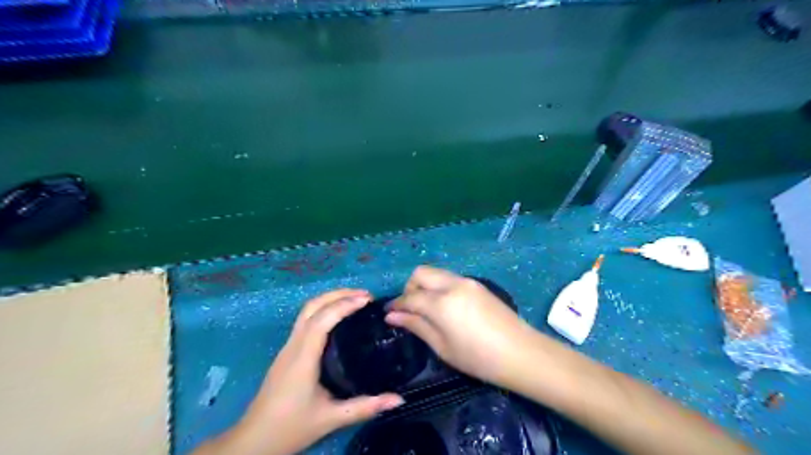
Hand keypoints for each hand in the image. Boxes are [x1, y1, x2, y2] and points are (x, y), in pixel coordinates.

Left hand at [214, 290, 404, 453]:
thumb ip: (365, 407)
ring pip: (306, 311)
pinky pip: (305, 320)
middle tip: (365, 295)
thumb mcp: (331, 419)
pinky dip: (324, 310)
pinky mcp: (287, 352)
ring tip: (355, 300)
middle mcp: (293, 346)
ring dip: (330, 299)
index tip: (367, 300)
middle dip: (338, 294)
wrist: (253, 441)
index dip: (345, 304)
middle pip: (312, 306)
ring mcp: (287, 347)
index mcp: (303, 358)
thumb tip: (398, 399)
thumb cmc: (290, 428)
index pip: (322, 320)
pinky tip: (338, 318)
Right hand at [385, 267, 537, 389]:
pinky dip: (439, 287)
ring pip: (436, 273)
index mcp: (441, 303)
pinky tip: (445, 307)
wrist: (521, 353)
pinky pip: (449, 278)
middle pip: (421, 273)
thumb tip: (392, 316)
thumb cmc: (478, 358)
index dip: (396, 304)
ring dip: (425, 285)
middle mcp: (452, 284)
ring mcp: (467, 281)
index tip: (389, 313)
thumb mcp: (442, 347)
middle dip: (409, 288)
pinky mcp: (477, 284)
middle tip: (410, 309)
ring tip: (427, 309)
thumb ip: (416, 326)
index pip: (410, 297)